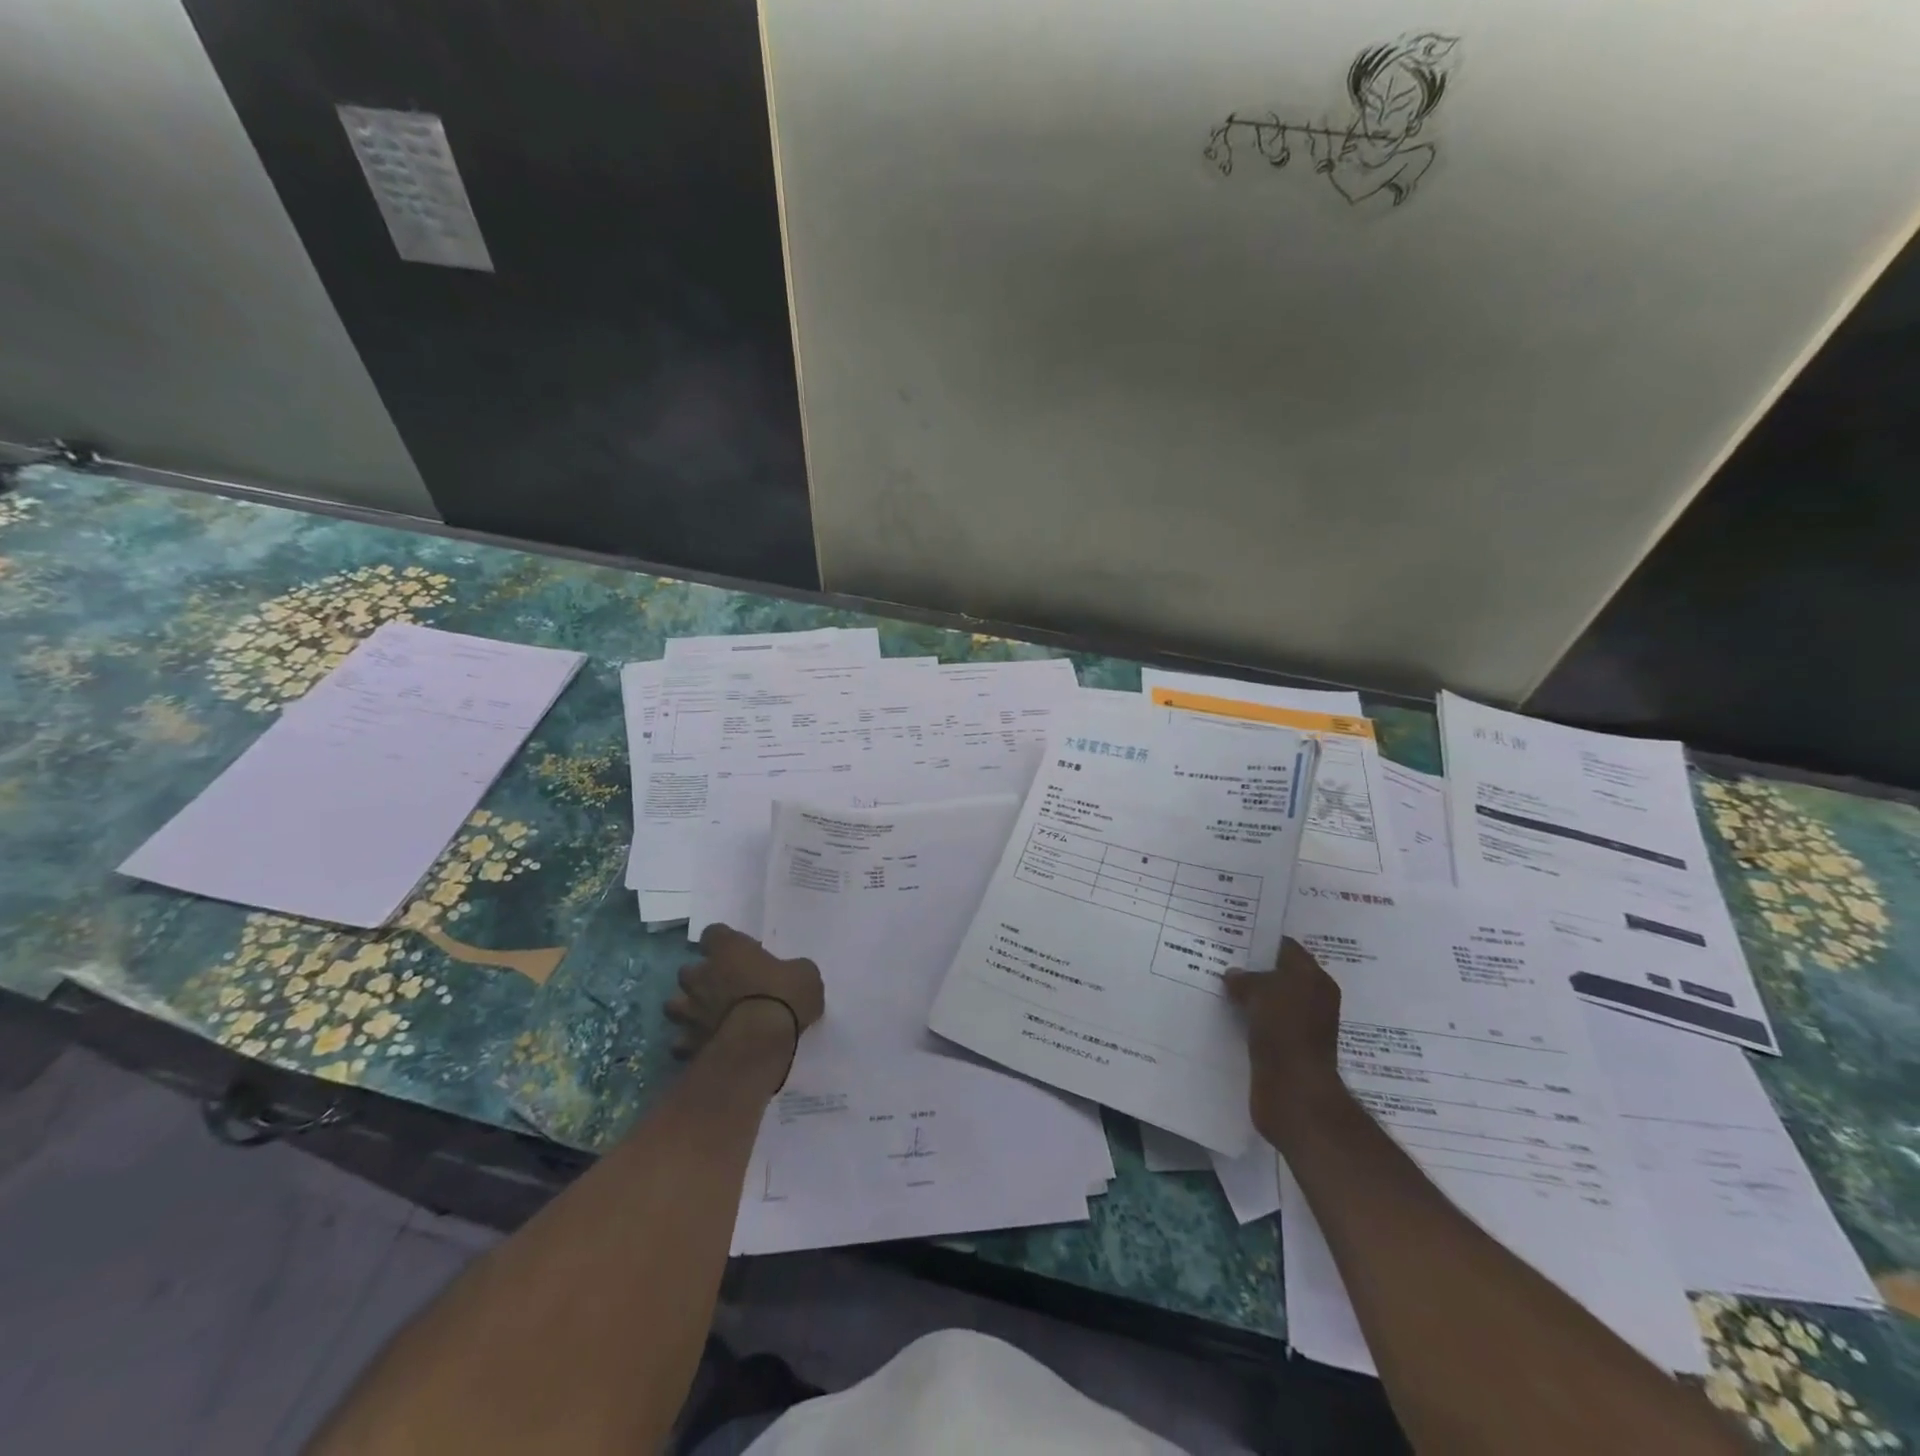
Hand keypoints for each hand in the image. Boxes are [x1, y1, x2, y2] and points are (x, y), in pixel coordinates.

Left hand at [664, 924, 824, 1060]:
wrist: (761, 1041)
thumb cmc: (784, 996)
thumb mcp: (805, 974)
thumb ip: (792, 970)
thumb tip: (793, 975)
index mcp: (729, 950)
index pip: (713, 933)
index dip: (722, 941)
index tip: (735, 951)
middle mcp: (702, 976)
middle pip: (687, 970)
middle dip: (700, 978)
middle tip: (721, 987)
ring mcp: (690, 1011)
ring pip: (674, 1005)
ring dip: (687, 1009)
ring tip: (705, 1017)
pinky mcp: (688, 1043)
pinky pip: (681, 1042)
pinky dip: (690, 1043)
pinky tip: (705, 1046)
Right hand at [1224, 938, 1344, 1147]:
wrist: (1293, 1092)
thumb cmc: (1284, 1030)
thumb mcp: (1260, 991)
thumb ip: (1245, 978)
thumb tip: (1232, 975)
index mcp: (1315, 980)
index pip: (1286, 948)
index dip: (1259, 941)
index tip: (1231, 936)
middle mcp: (1311, 1000)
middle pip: (1277, 975)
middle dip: (1249, 969)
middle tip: (1217, 959)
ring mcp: (1299, 1027)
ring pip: (1267, 1001)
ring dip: (1246, 996)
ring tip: (1214, 985)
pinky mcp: (1285, 1049)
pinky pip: (1261, 1024)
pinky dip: (1245, 1019)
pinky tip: (1222, 1014)